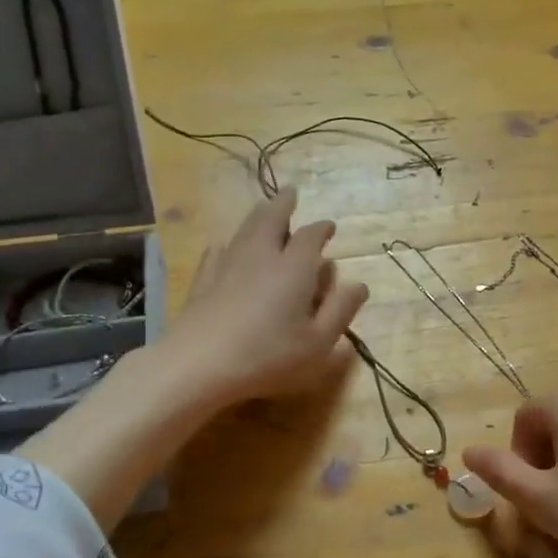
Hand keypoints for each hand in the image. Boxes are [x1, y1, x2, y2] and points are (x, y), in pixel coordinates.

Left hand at [159, 190, 368, 409]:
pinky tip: (224, 246)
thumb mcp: (318, 343)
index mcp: (295, 268)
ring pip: (245, 229)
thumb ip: (340, 311)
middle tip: (290, 193)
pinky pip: (218, 250)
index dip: (321, 229)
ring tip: (263, 209)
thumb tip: (359, 285)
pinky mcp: (203, 280)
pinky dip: (228, 243)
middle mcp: (262, 256)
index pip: (311, 237)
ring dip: (258, 216)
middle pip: (272, 219)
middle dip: (284, 204)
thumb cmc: (267, 355)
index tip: (329, 227)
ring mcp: (228, 264)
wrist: (198, 363)